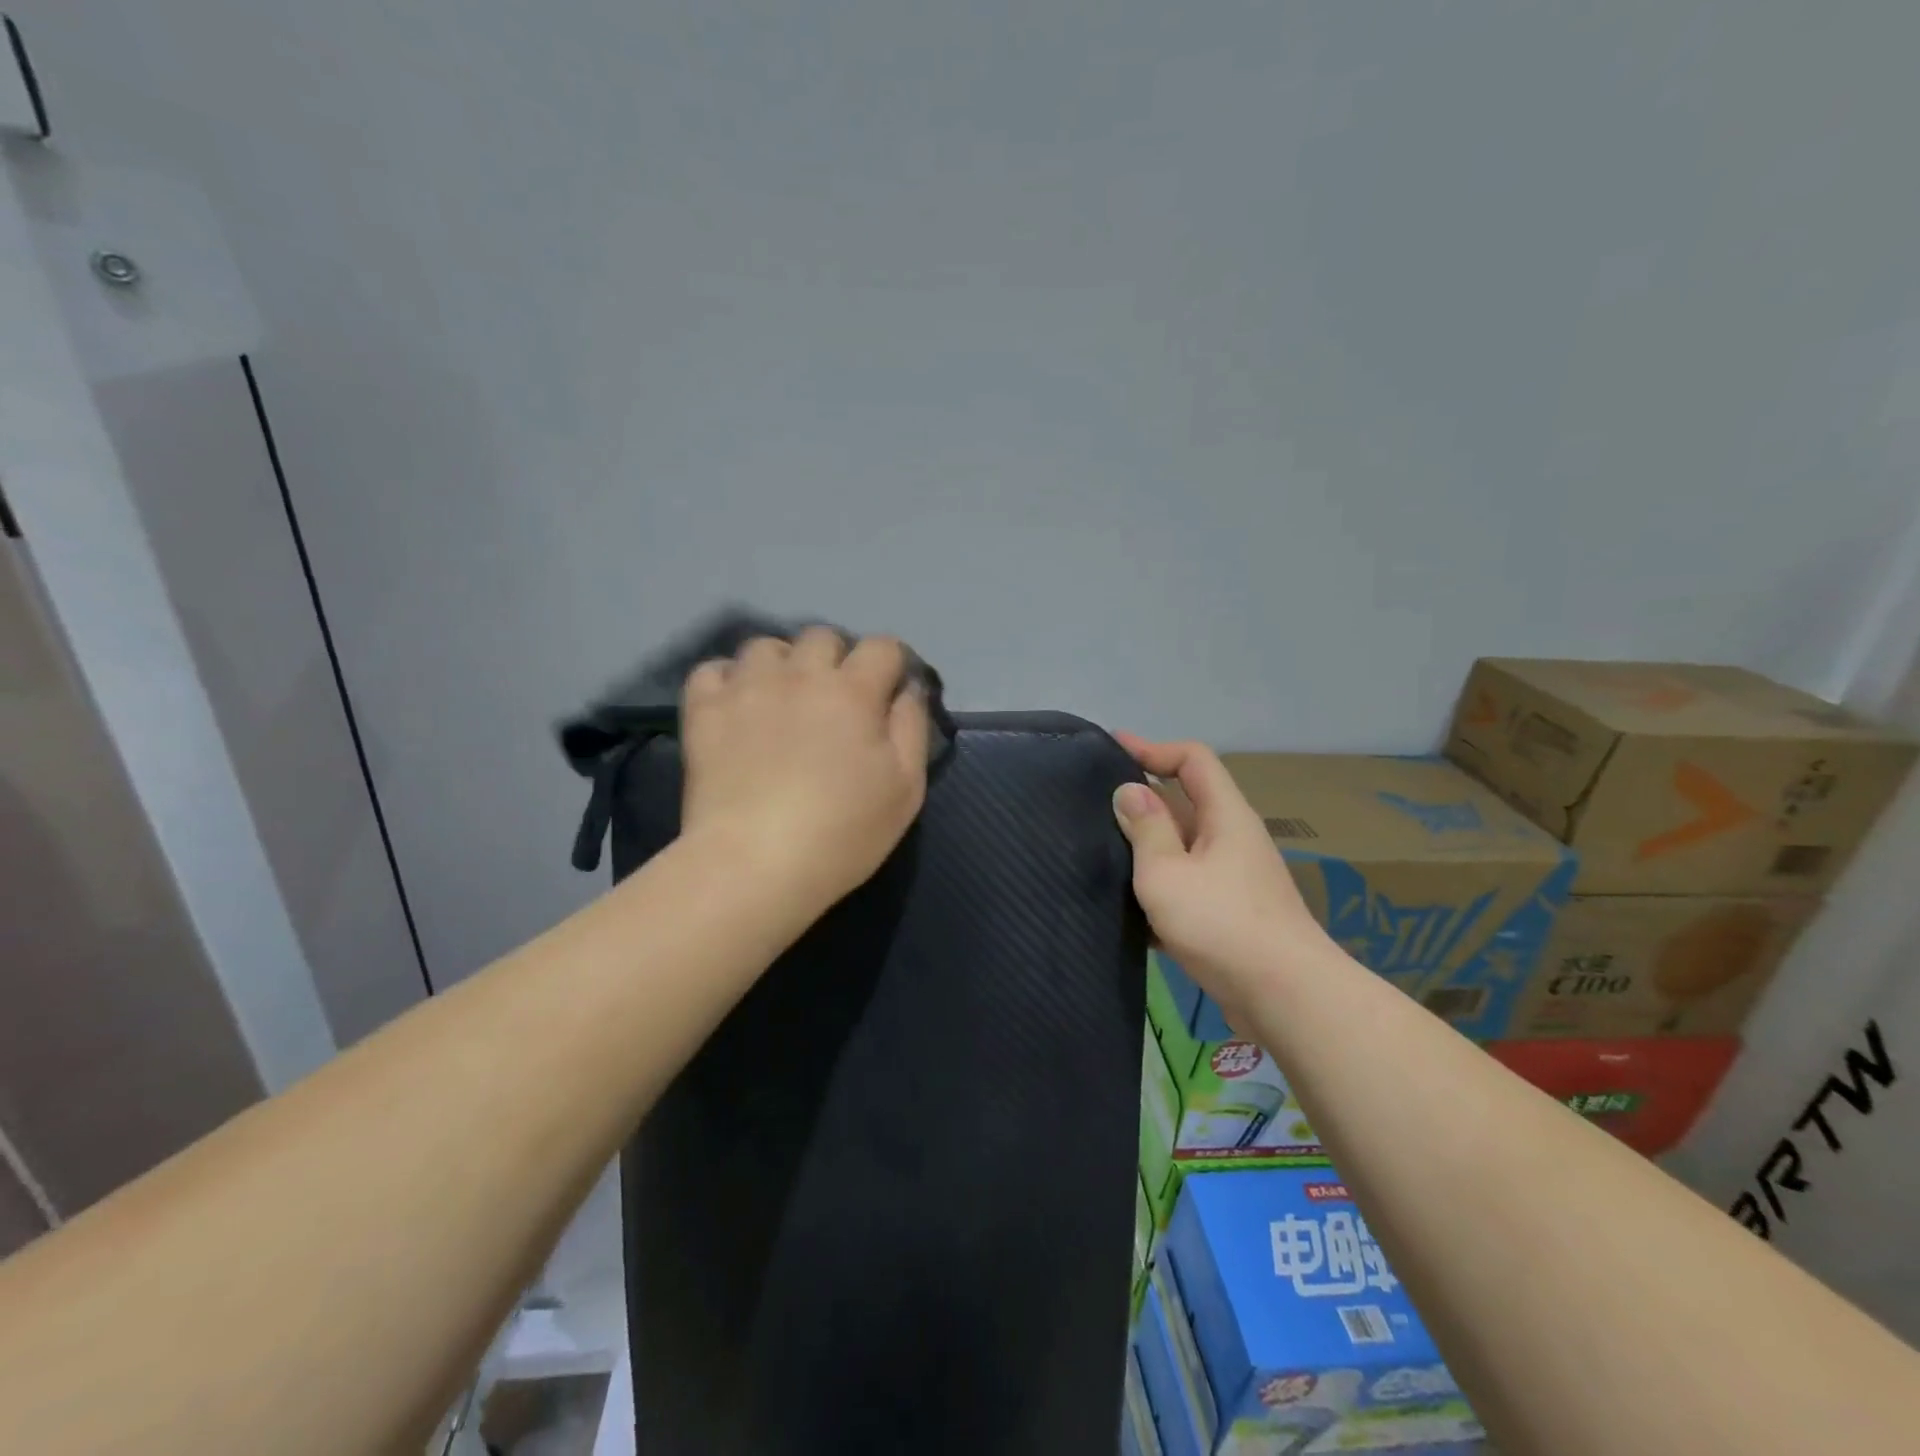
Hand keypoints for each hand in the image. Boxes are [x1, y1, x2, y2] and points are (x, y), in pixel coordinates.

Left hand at [680, 628, 930, 912]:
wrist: (755, 864)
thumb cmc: (842, 833)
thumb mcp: (906, 789)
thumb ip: (912, 728)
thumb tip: (908, 689)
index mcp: (854, 692)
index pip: (882, 647)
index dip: (891, 665)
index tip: (888, 694)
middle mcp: (801, 674)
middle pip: (823, 637)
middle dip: (836, 660)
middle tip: (834, 703)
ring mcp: (747, 687)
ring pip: (766, 646)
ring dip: (782, 665)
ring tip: (781, 701)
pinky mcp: (705, 709)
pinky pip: (713, 669)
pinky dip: (728, 681)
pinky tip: (736, 708)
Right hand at [1111, 734, 1330, 1019]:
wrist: (1285, 997)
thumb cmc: (1221, 923)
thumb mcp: (1167, 872)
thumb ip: (1145, 828)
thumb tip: (1129, 790)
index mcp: (1225, 816)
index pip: (1192, 759)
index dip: (1153, 748)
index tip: (1112, 749)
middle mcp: (1233, 839)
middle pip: (1185, 803)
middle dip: (1141, 801)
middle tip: (1094, 807)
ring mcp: (1234, 879)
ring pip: (1182, 849)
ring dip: (1146, 850)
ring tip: (1101, 856)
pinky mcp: (1230, 914)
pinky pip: (1188, 886)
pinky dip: (1159, 888)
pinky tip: (1127, 910)